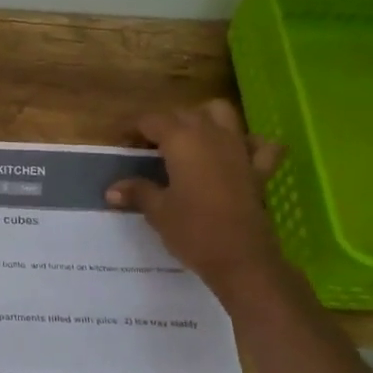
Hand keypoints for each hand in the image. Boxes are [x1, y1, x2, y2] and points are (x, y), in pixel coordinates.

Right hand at [106, 99, 288, 300]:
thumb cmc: (193, 231)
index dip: (133, 128)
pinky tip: (238, 154)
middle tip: (148, 148)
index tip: (121, 142)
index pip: (152, 120)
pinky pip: (260, 145)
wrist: (241, 258)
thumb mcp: (158, 212)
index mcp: (182, 141)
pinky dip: (249, 143)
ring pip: (222, 114)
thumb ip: (137, 192)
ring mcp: (240, 149)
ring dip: (204, 119)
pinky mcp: (259, 169)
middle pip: (184, 114)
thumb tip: (112, 189)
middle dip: (164, 124)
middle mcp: (212, 135)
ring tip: (190, 140)